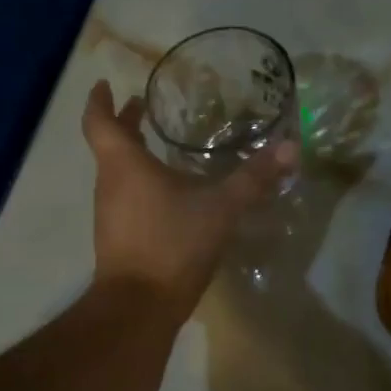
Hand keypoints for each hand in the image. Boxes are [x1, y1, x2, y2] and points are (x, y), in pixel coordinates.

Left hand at [81, 81, 296, 318]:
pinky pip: (125, 197)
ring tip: (159, 147)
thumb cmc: (172, 244)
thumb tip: (290, 147)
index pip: (99, 121)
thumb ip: (254, 177)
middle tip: (142, 108)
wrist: (139, 306)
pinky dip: (139, 183)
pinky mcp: (117, 237)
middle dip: (124, 124)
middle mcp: (109, 184)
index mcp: (124, 164)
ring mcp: (110, 213)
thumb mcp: (220, 207)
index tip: (105, 84)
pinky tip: (167, 194)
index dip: (99, 100)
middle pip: (109, 145)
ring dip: (132, 155)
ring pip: (116, 173)